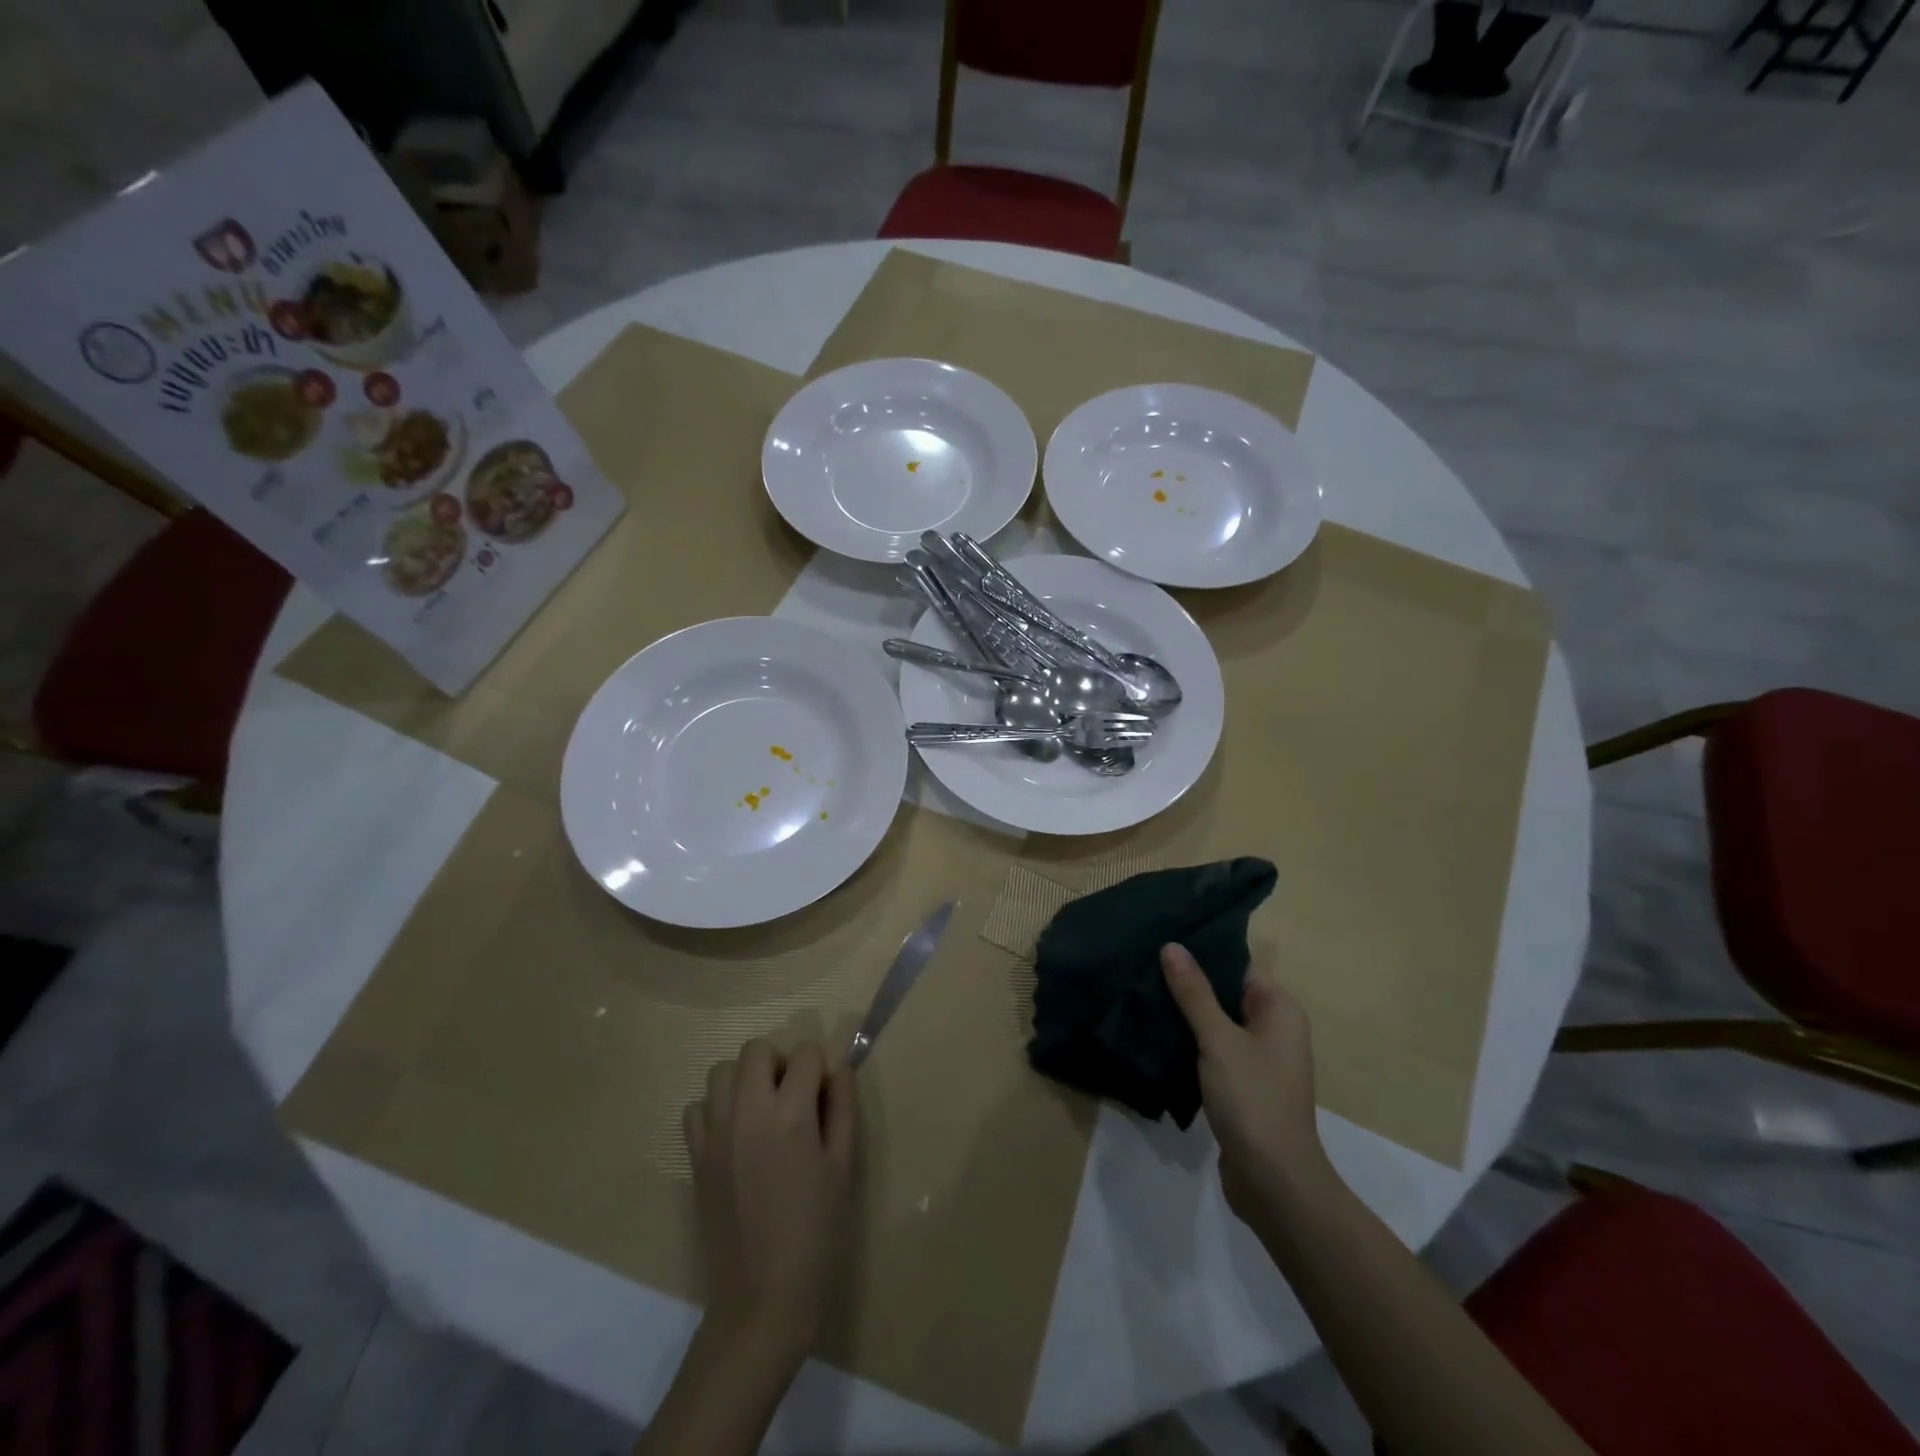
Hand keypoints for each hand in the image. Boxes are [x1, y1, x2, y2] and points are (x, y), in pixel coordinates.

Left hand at [683, 1039, 856, 1361]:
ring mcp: (715, 1134)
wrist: (762, 1300)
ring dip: (745, 1080)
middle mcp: (747, 1112)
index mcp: (790, 1115)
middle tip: (793, 1098)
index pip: (805, 1054)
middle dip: (779, 1062)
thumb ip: (842, 1109)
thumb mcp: (844, 1167)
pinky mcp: (695, 1157)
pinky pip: (697, 1108)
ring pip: (721, 1071)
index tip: (824, 1098)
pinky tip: (735, 1136)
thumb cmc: (816, 1234)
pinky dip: (716, 1109)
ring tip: (763, 1112)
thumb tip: (838, 1069)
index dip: (820, 1069)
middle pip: (756, 1049)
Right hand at [1161, 943, 1326, 1221]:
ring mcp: (1258, 1059)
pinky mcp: (1242, 1084)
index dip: (1202, 951)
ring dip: (1185, 1013)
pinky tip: (1155, 1033)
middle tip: (1142, 961)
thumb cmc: (1253, 1099)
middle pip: (1226, 992)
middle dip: (1188, 981)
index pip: (1238, 964)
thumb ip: (1194, 993)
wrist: (1274, 1182)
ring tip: (1141, 992)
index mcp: (1279, 1009)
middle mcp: (1273, 1028)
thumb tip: (1172, 946)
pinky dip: (1189, 1041)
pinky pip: (1213, 1049)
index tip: (1163, 937)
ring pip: (1216, 1022)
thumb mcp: (1219, 1040)